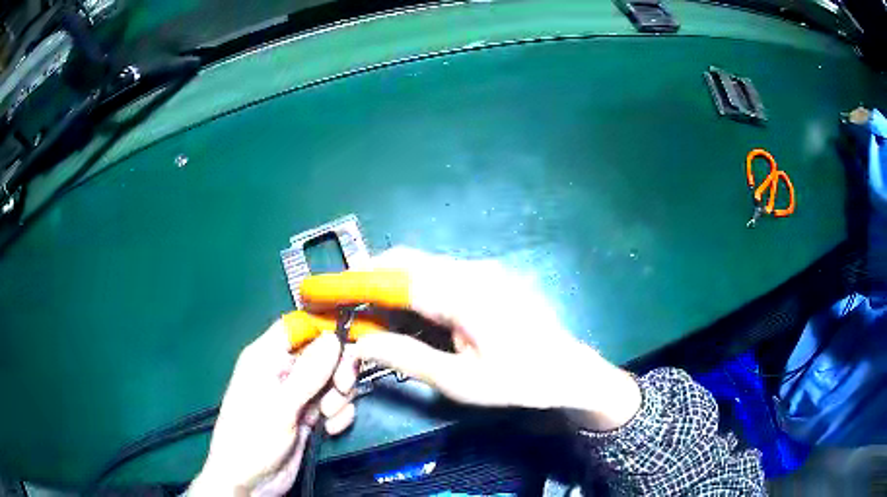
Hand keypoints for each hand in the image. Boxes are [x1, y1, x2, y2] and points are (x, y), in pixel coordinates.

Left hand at [189, 321, 355, 495]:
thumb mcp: (279, 406)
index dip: (323, 330)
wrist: (251, 481)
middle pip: (323, 354)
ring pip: (333, 381)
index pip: (297, 327)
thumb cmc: (253, 438)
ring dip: (339, 399)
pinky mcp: (310, 417)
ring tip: (326, 417)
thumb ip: (308, 373)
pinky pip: (335, 405)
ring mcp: (298, 396)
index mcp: (266, 358)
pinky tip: (330, 430)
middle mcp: (283, 372)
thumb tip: (334, 338)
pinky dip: (339, 416)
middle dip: (337, 371)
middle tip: (342, 388)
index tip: (349, 342)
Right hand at [300, 247, 640, 430]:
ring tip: (368, 315)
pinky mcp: (488, 278)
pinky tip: (406, 316)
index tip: (319, 287)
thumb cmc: (519, 382)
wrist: (570, 371)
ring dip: (391, 286)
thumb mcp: (459, 381)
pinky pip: (440, 276)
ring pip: (422, 268)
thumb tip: (360, 343)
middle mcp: (472, 271)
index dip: (353, 281)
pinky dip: (414, 292)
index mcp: (465, 294)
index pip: (396, 278)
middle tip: (342, 305)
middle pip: (407, 263)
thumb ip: (406, 357)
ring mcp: (482, 271)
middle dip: (369, 279)